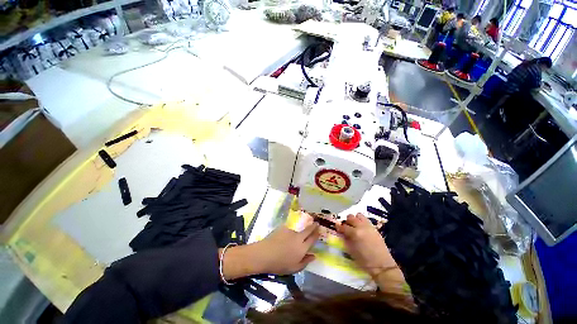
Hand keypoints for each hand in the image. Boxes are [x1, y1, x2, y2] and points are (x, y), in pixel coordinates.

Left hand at [222, 223, 319, 279]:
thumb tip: (314, 256)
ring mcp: (290, 231)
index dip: (316, 233)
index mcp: (302, 248)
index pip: (312, 239)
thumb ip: (305, 261)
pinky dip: (287, 234)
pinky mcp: (283, 228)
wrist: (264, 254)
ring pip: (296, 232)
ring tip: (287, 243)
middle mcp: (298, 237)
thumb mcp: (294, 268)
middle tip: (316, 222)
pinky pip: (288, 231)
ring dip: (296, 235)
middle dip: (313, 226)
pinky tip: (281, 240)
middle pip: (308, 230)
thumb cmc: (279, 264)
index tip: (319, 228)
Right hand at [335, 213, 396, 277]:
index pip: (343, 226)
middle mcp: (361, 226)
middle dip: (347, 221)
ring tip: (354, 225)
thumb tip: (342, 233)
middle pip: (350, 217)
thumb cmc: (364, 261)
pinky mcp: (374, 228)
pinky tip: (361, 228)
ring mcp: (369, 226)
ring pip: (359, 215)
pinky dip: (362, 221)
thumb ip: (346, 239)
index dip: (339, 227)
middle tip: (346, 227)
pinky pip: (366, 220)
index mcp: (355, 233)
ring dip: (355, 219)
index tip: (337, 227)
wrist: (382, 265)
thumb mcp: (351, 251)